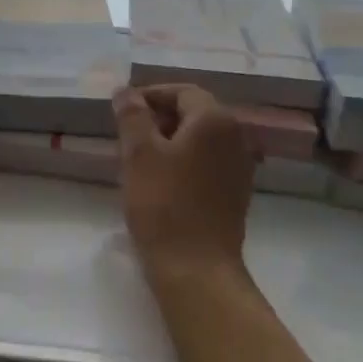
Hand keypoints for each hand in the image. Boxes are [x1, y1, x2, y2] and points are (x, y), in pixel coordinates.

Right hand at [113, 84, 254, 279]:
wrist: (197, 269)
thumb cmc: (164, 204)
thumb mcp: (138, 154)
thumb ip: (132, 116)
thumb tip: (126, 92)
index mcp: (215, 120)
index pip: (182, 91)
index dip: (150, 95)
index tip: (122, 109)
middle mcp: (235, 137)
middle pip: (194, 113)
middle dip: (159, 117)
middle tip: (127, 134)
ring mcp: (239, 167)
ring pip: (200, 139)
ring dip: (170, 140)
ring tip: (139, 159)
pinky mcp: (235, 194)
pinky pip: (207, 162)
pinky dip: (184, 161)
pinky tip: (161, 181)